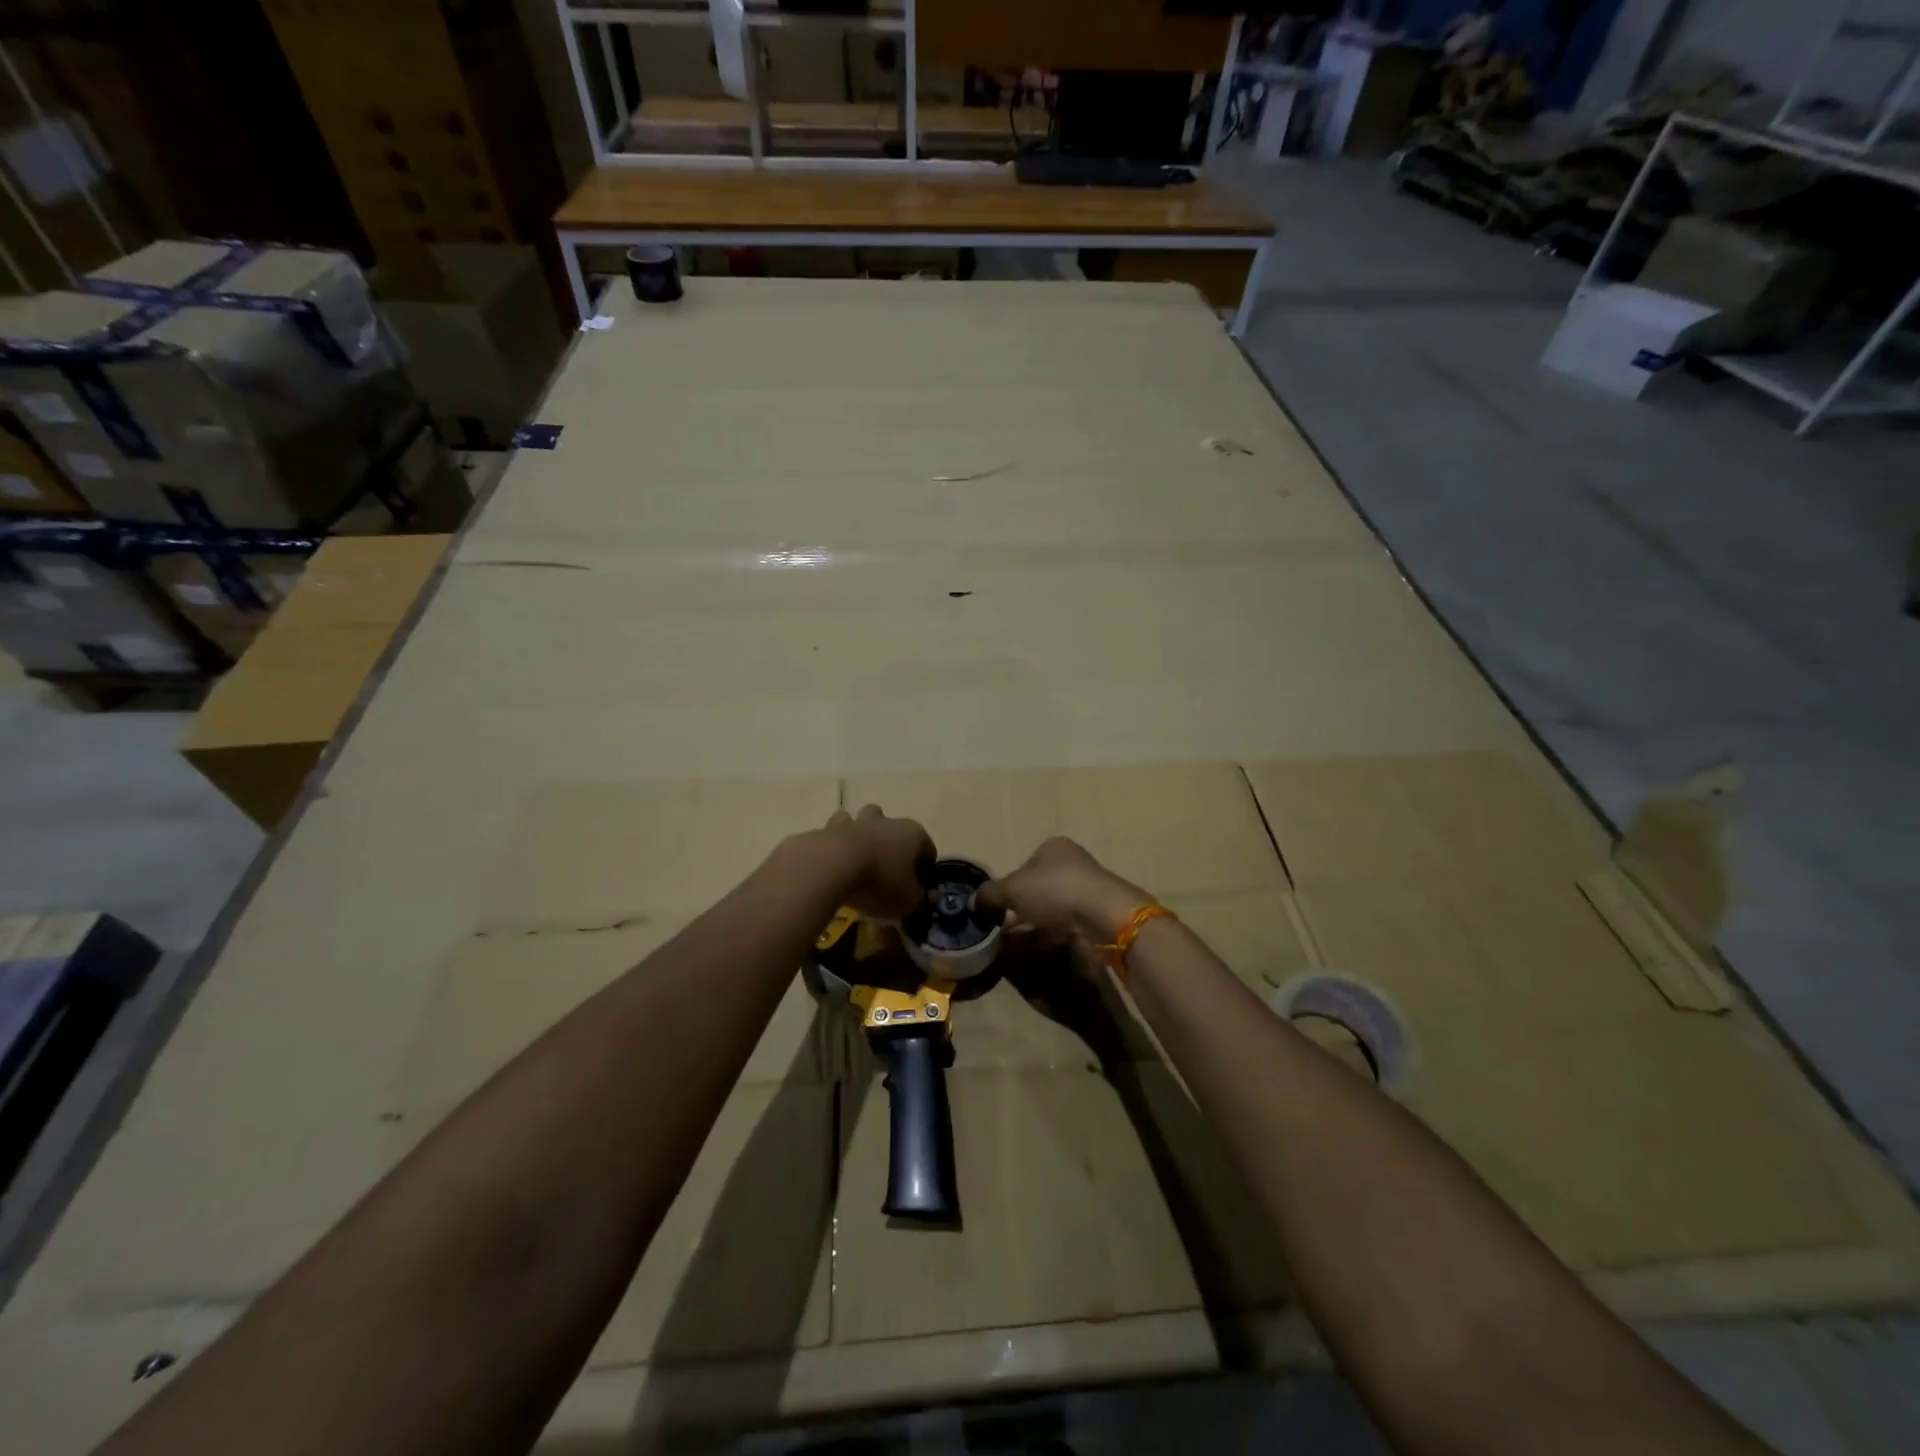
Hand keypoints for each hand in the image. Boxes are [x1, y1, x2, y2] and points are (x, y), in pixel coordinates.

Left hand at [821, 805, 933, 919]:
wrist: (832, 865)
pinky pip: (835, 834)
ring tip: (858, 861)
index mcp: (913, 834)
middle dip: (892, 845)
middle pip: (894, 828)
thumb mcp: (908, 900)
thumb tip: (921, 896)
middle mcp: (887, 821)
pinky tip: (834, 864)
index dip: (925, 871)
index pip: (928, 850)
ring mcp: (856, 821)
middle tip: (887, 870)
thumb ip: (919, 898)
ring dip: (861, 836)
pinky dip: (835, 845)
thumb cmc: (880, 881)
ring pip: (862, 822)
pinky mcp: (829, 829)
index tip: (917, 889)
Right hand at [977, 837, 1149, 947]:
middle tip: (1003, 928)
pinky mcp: (1096, 915)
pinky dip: (1050, 935)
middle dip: (1020, 908)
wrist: (1103, 916)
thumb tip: (973, 902)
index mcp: (1053, 847)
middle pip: (1038, 887)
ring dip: (1033, 924)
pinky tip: (1037, 948)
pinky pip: (1066, 925)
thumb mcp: (1012, 889)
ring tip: (1015, 943)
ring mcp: (1087, 889)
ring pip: (1051, 908)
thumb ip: (990, 895)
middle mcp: (1072, 863)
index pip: (1024, 865)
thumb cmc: (1054, 890)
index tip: (998, 908)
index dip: (1009, 886)